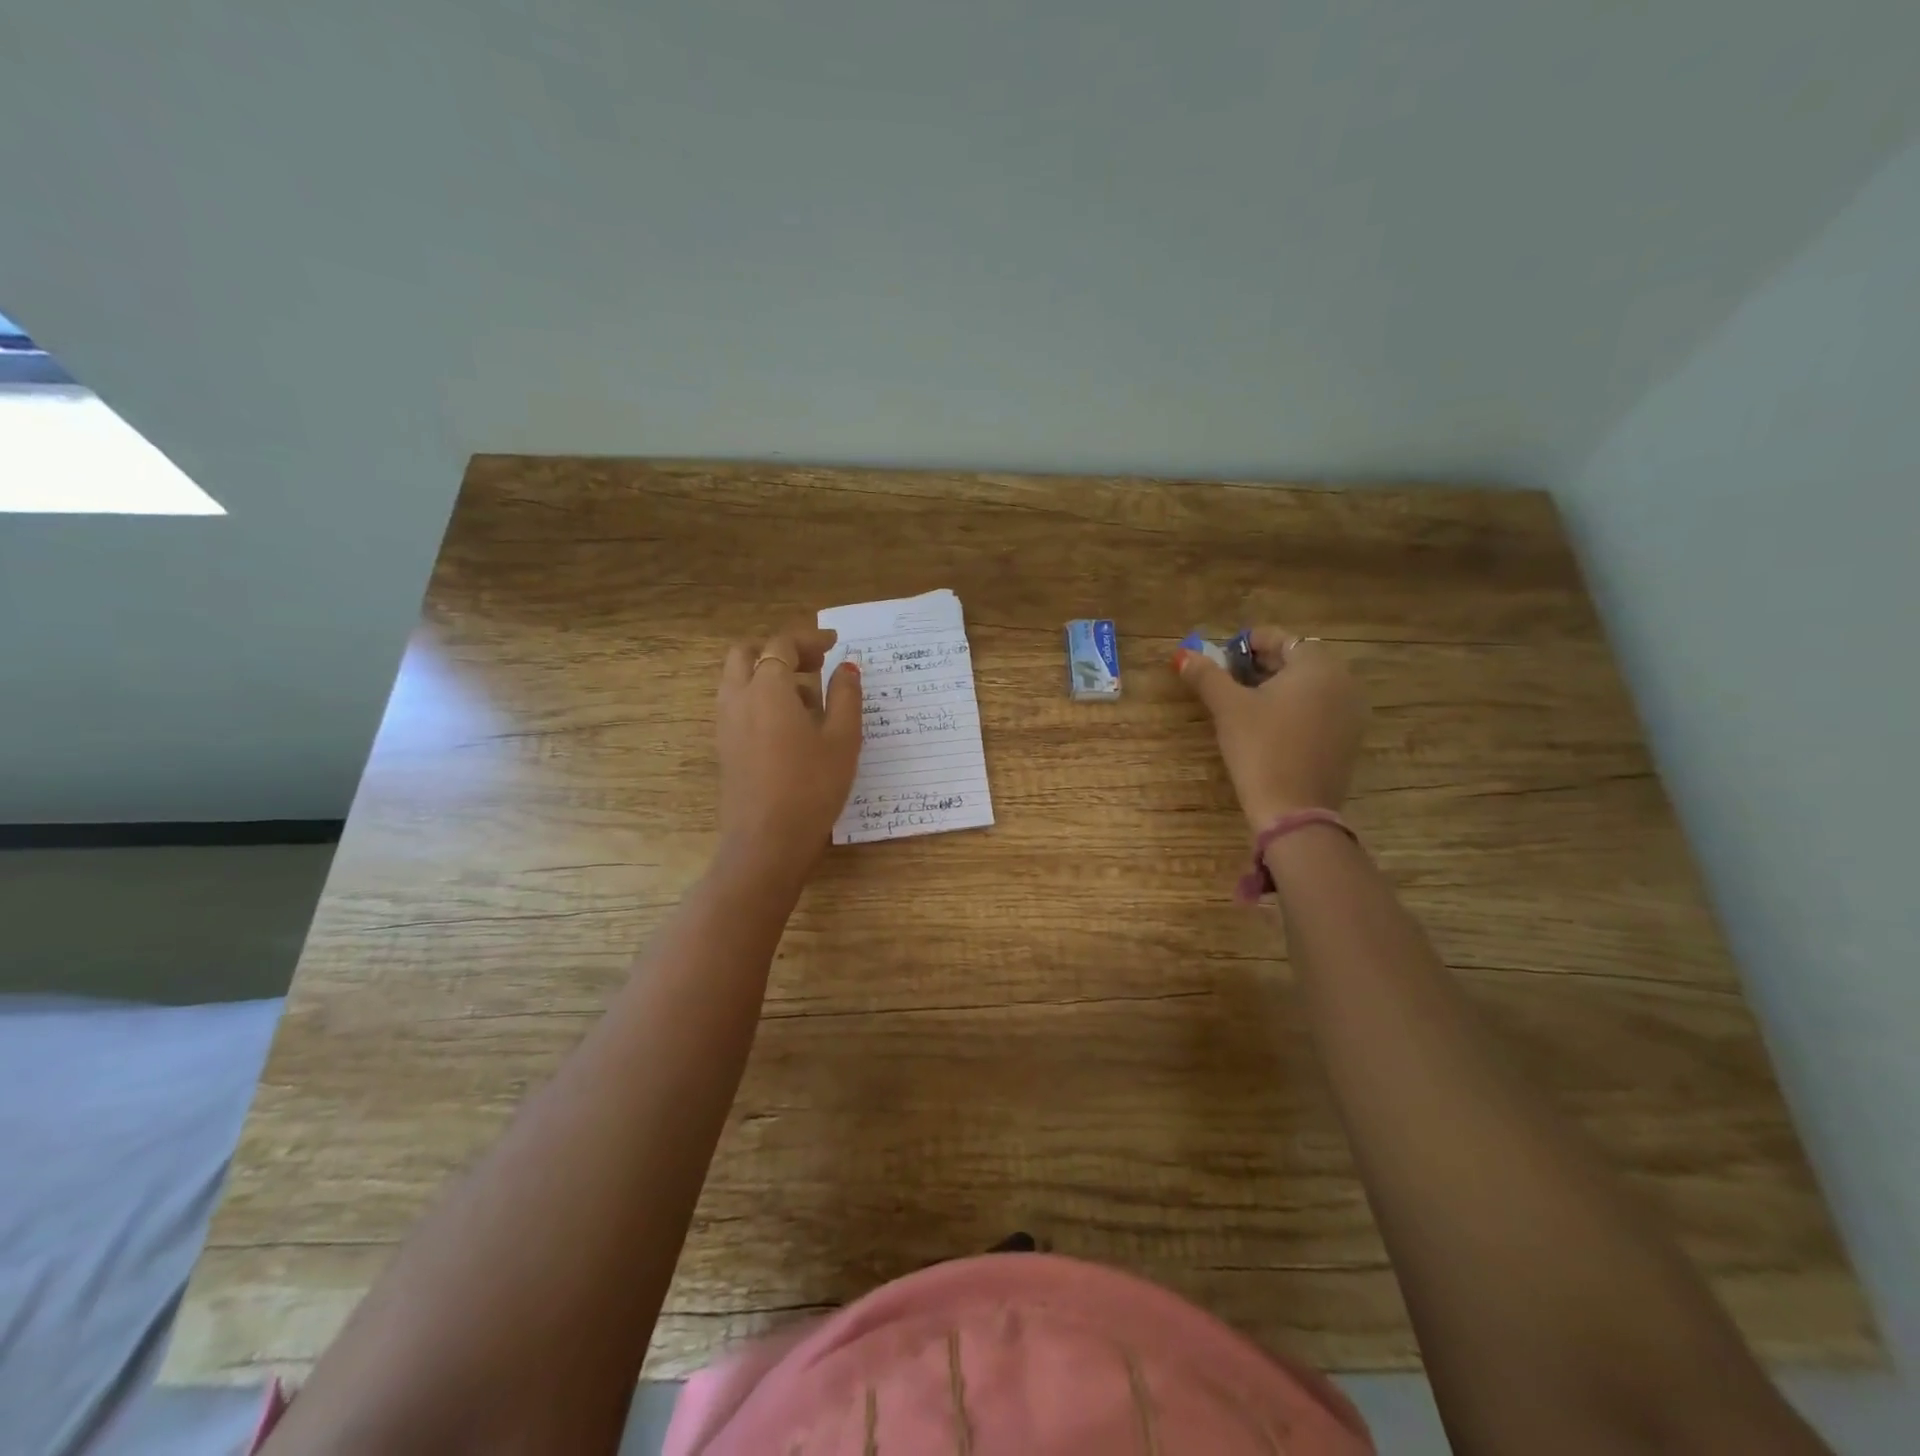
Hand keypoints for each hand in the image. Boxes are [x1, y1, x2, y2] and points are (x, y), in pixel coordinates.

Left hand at [716, 626, 862, 877]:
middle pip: (747, 653)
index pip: (781, 645)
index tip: (835, 644)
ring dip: (768, 674)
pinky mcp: (725, 747)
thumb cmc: (812, 787)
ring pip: (738, 679)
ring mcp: (726, 724)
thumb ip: (845, 696)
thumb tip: (846, 668)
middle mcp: (738, 698)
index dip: (809, 639)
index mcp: (767, 689)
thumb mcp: (843, 739)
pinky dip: (760, 697)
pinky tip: (792, 725)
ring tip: (809, 696)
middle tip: (814, 663)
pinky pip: (738, 704)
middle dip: (779, 649)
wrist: (766, 841)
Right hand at [1176, 627, 1368, 828]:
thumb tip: (1184, 655)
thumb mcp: (1228, 707)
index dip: (1247, 643)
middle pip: (1297, 660)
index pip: (1280, 638)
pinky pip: (1319, 709)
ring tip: (1244, 702)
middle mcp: (1343, 682)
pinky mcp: (1348, 740)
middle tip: (1227, 678)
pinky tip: (1268, 726)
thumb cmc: (1260, 748)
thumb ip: (1207, 675)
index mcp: (1317, 665)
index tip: (1221, 658)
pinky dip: (1294, 708)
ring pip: (1309, 686)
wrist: (1293, 809)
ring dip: (1277, 686)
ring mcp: (1351, 713)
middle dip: (1261, 664)